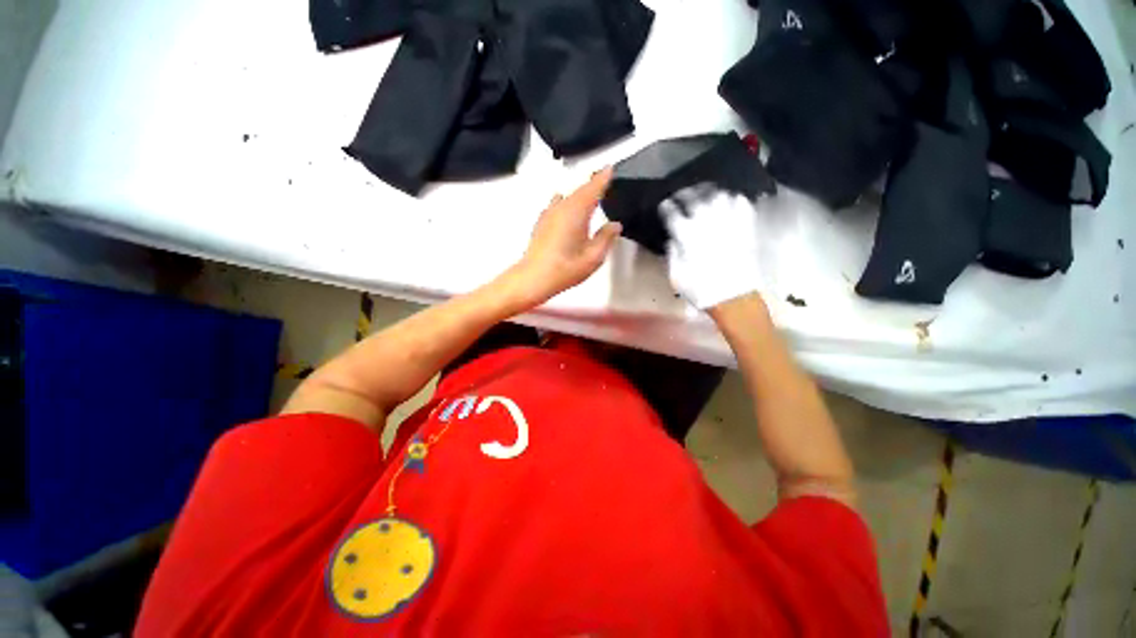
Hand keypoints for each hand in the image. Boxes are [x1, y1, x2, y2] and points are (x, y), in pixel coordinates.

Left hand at [501, 168, 621, 307]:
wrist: (533, 278)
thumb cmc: (565, 269)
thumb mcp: (593, 257)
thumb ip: (606, 238)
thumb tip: (615, 224)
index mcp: (576, 211)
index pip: (593, 188)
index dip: (603, 177)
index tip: (611, 167)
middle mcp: (562, 207)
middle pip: (580, 190)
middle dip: (592, 184)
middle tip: (605, 180)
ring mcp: (549, 214)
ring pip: (568, 197)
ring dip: (580, 194)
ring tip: (590, 196)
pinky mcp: (542, 222)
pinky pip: (558, 205)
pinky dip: (568, 203)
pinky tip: (568, 208)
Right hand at [662, 185, 761, 309]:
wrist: (734, 299)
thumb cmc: (701, 290)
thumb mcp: (676, 276)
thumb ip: (672, 253)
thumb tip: (673, 238)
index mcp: (687, 236)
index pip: (673, 213)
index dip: (666, 207)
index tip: (664, 205)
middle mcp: (707, 224)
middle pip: (694, 198)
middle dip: (685, 193)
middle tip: (681, 194)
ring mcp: (728, 223)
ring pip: (718, 195)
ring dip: (708, 191)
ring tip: (703, 192)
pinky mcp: (745, 227)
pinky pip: (740, 203)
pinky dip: (733, 198)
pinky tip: (727, 200)